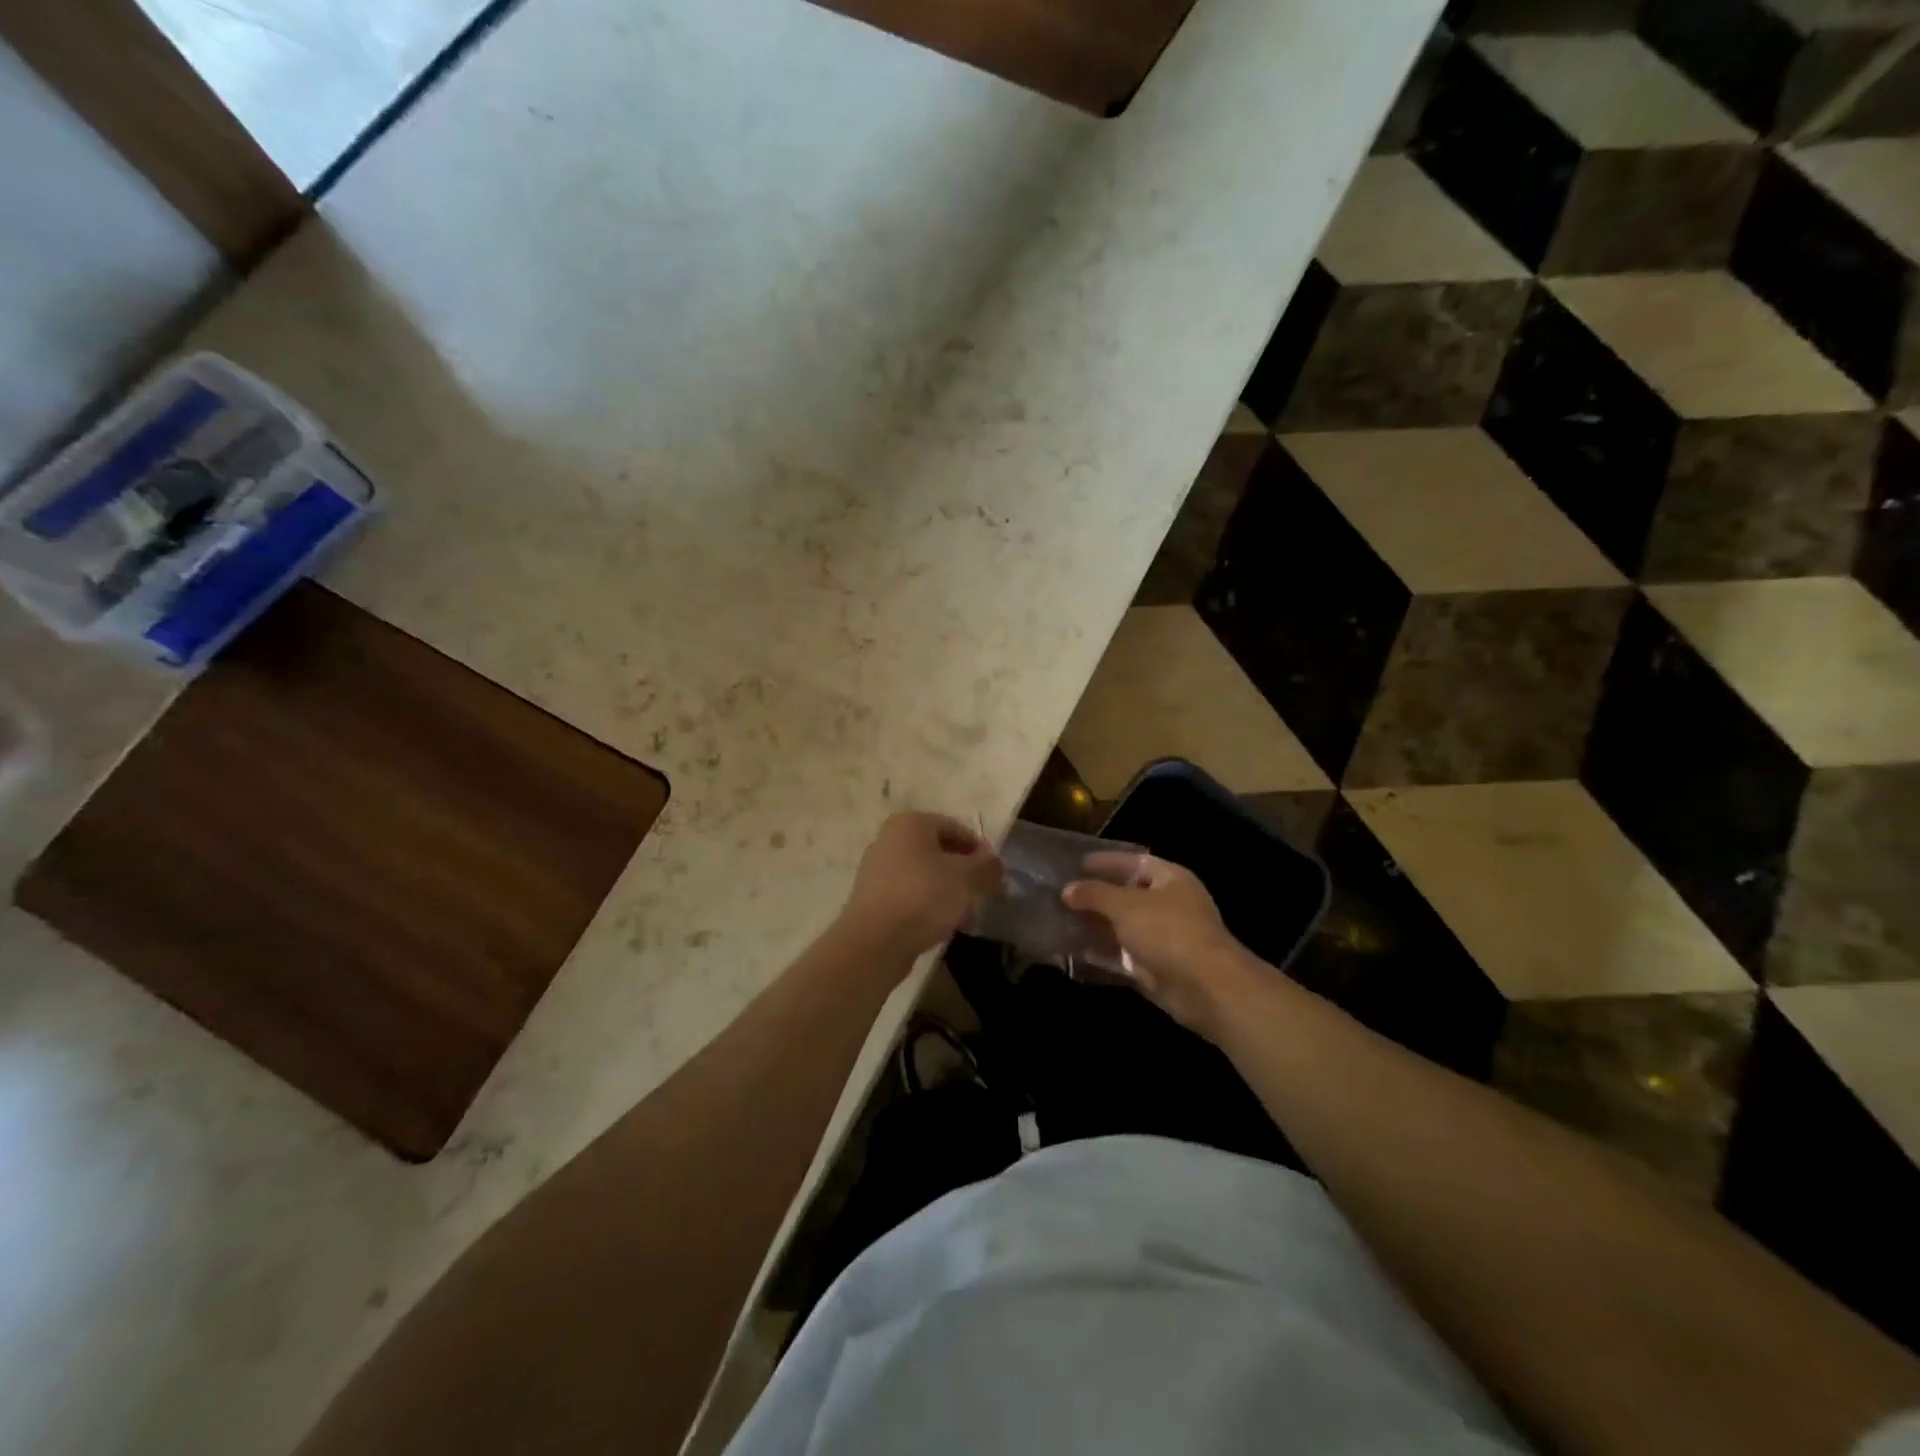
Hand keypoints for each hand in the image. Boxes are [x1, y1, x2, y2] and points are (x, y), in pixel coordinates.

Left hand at [838, 812, 1002, 959]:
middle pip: (939, 851)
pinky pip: (910, 895)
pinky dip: (928, 906)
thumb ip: (987, 866)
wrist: (874, 942)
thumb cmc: (923, 897)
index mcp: (911, 823)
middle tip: (981, 895)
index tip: (994, 875)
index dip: (979, 850)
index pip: (956, 828)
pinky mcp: (873, 898)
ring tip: (964, 916)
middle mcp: (890, 839)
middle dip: (963, 873)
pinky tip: (941, 927)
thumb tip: (995, 863)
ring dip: (948, 892)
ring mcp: (878, 869)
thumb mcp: (966, 878)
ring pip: (925, 875)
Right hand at [1063, 854, 1263, 1039]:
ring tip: (1061, 923)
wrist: (1206, 988)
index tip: (1075, 864)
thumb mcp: (1124, 905)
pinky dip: (1103, 955)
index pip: (1134, 861)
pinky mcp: (1157, 967)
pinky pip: (1124, 956)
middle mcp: (1170, 904)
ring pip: (1123, 928)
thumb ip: (1094, 894)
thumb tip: (1067, 890)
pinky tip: (1075, 953)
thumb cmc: (1167, 932)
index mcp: (1170, 879)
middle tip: (1062, 896)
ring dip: (1096, 927)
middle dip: (1096, 897)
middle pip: (1127, 895)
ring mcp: (1165, 938)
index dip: (1106, 861)